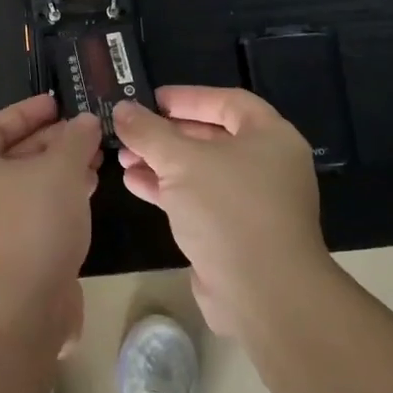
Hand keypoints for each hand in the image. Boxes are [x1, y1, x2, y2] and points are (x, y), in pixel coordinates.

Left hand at [0, 93, 100, 350]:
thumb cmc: (29, 226)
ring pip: (23, 187)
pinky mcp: (0, 257)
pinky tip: (86, 195)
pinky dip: (54, 200)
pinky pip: (28, 215)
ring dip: (58, 172)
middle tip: (87, 134)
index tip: (59, 104)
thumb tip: (87, 121)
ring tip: (95, 162)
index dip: (30, 111)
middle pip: (10, 155)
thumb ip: (75, 139)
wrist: (14, 314)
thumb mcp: (59, 170)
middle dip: (52, 143)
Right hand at [113, 87, 327, 336]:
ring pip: (200, 171)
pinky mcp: (236, 233)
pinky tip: (134, 184)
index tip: (151, 99)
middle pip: (211, 137)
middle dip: (167, 134)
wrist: (263, 294)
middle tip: (130, 131)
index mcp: (270, 138)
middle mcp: (267, 165)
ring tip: (123, 159)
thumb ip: (148, 132)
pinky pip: (198, 200)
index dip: (188, 97)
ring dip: (161, 163)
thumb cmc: (228, 210)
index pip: (228, 101)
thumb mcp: (181, 161)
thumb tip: (122, 109)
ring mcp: (253, 202)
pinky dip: (168, 190)